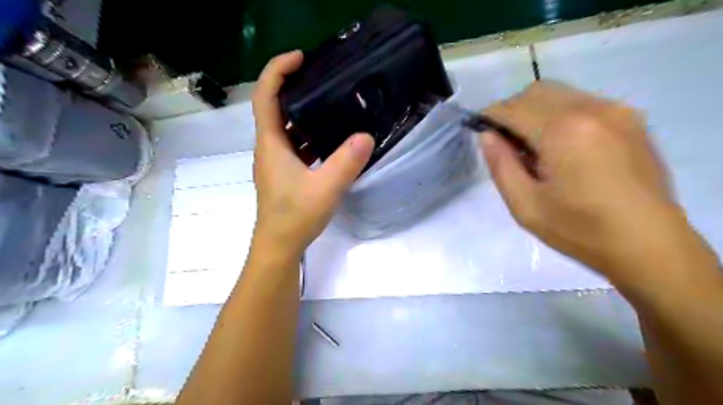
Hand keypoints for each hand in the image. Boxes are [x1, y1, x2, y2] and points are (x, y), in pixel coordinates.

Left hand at [253, 51, 374, 258]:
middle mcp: (269, 148)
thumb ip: (346, 162)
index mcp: (271, 144)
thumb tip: (367, 135)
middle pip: (275, 108)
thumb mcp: (325, 188)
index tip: (300, 58)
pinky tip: (330, 139)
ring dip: (303, 113)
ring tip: (330, 103)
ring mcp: (276, 161)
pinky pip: (295, 145)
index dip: (278, 71)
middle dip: (294, 87)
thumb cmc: (295, 217)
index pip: (265, 97)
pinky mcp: (285, 173)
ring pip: (287, 128)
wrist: (280, 246)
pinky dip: (309, 136)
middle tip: (322, 77)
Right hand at [482, 79, 681, 280]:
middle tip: (506, 144)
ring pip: (560, 94)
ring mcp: (617, 110)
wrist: (649, 245)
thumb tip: (487, 136)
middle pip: (536, 92)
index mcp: (563, 131)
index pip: (513, 108)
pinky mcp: (631, 119)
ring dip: (536, 113)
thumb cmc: (579, 229)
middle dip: (512, 111)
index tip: (480, 132)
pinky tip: (562, 148)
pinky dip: (560, 116)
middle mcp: (592, 109)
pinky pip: (582, 104)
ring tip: (534, 149)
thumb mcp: (525, 205)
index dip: (490, 117)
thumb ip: (500, 165)